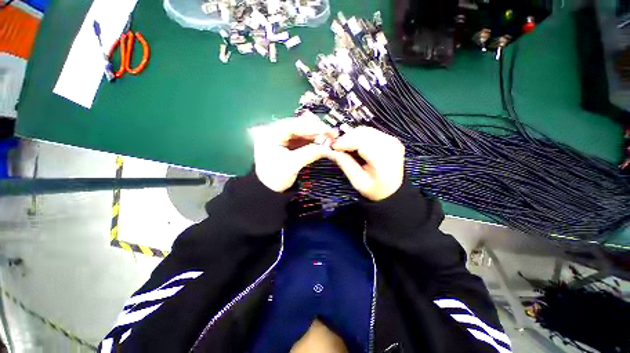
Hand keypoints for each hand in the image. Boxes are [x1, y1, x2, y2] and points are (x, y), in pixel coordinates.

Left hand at [251, 115, 335, 192]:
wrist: (267, 189)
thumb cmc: (275, 177)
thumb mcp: (292, 165)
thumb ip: (310, 153)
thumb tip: (329, 146)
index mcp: (271, 133)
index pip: (294, 125)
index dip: (313, 127)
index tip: (329, 131)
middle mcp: (275, 130)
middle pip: (299, 125)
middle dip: (316, 129)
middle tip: (332, 134)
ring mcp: (282, 136)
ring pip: (302, 130)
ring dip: (316, 134)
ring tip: (330, 137)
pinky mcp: (287, 142)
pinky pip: (302, 137)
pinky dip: (312, 139)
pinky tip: (322, 140)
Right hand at [327, 126, 404, 200]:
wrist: (393, 190)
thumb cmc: (376, 189)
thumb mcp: (358, 181)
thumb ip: (345, 164)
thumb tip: (331, 151)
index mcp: (385, 162)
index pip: (363, 144)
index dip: (346, 142)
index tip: (334, 146)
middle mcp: (391, 147)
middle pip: (364, 134)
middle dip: (347, 138)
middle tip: (336, 146)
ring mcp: (392, 141)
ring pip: (366, 130)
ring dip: (351, 136)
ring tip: (343, 146)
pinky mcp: (389, 139)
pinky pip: (370, 132)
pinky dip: (358, 136)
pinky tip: (352, 144)